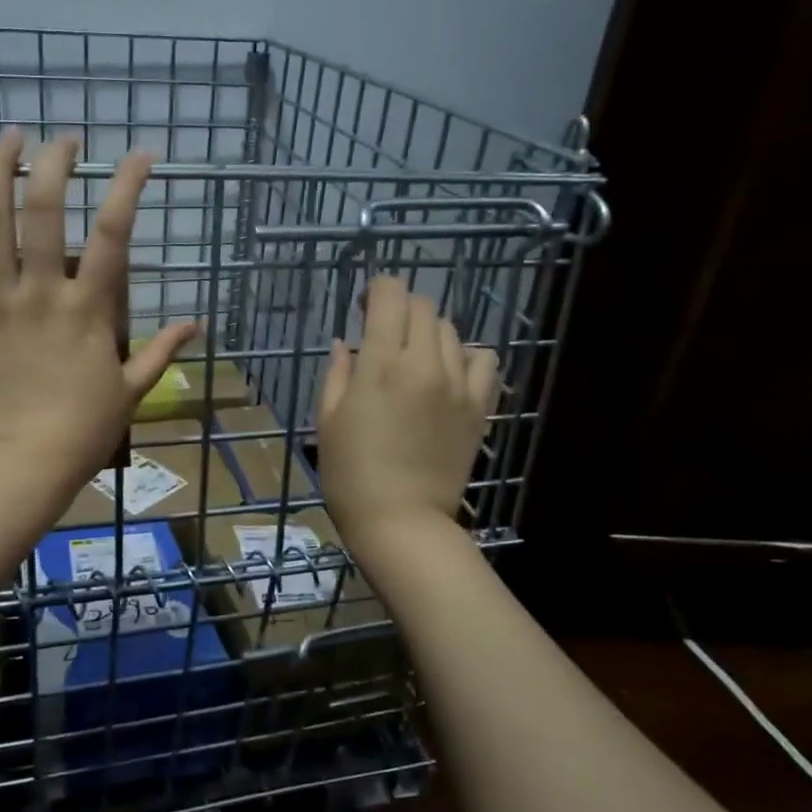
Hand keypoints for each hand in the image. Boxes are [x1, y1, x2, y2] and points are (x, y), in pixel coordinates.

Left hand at [0, 129, 195, 489]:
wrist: (21, 466)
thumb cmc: (83, 431)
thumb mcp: (132, 391)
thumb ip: (162, 351)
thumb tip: (196, 324)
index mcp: (88, 308)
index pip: (112, 233)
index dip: (127, 186)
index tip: (139, 154)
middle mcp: (41, 291)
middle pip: (46, 211)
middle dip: (56, 164)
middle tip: (65, 140)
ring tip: (9, 137)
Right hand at [317, 276, 498, 539]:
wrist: (401, 521)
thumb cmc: (350, 473)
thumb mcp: (327, 419)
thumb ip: (337, 373)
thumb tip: (344, 343)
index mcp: (380, 364)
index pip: (390, 296)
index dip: (377, 290)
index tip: (364, 306)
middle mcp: (424, 364)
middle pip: (422, 307)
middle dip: (400, 309)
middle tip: (384, 332)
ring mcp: (457, 384)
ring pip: (451, 330)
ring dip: (428, 333)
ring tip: (414, 358)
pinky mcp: (479, 406)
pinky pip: (484, 360)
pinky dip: (466, 356)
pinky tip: (449, 374)